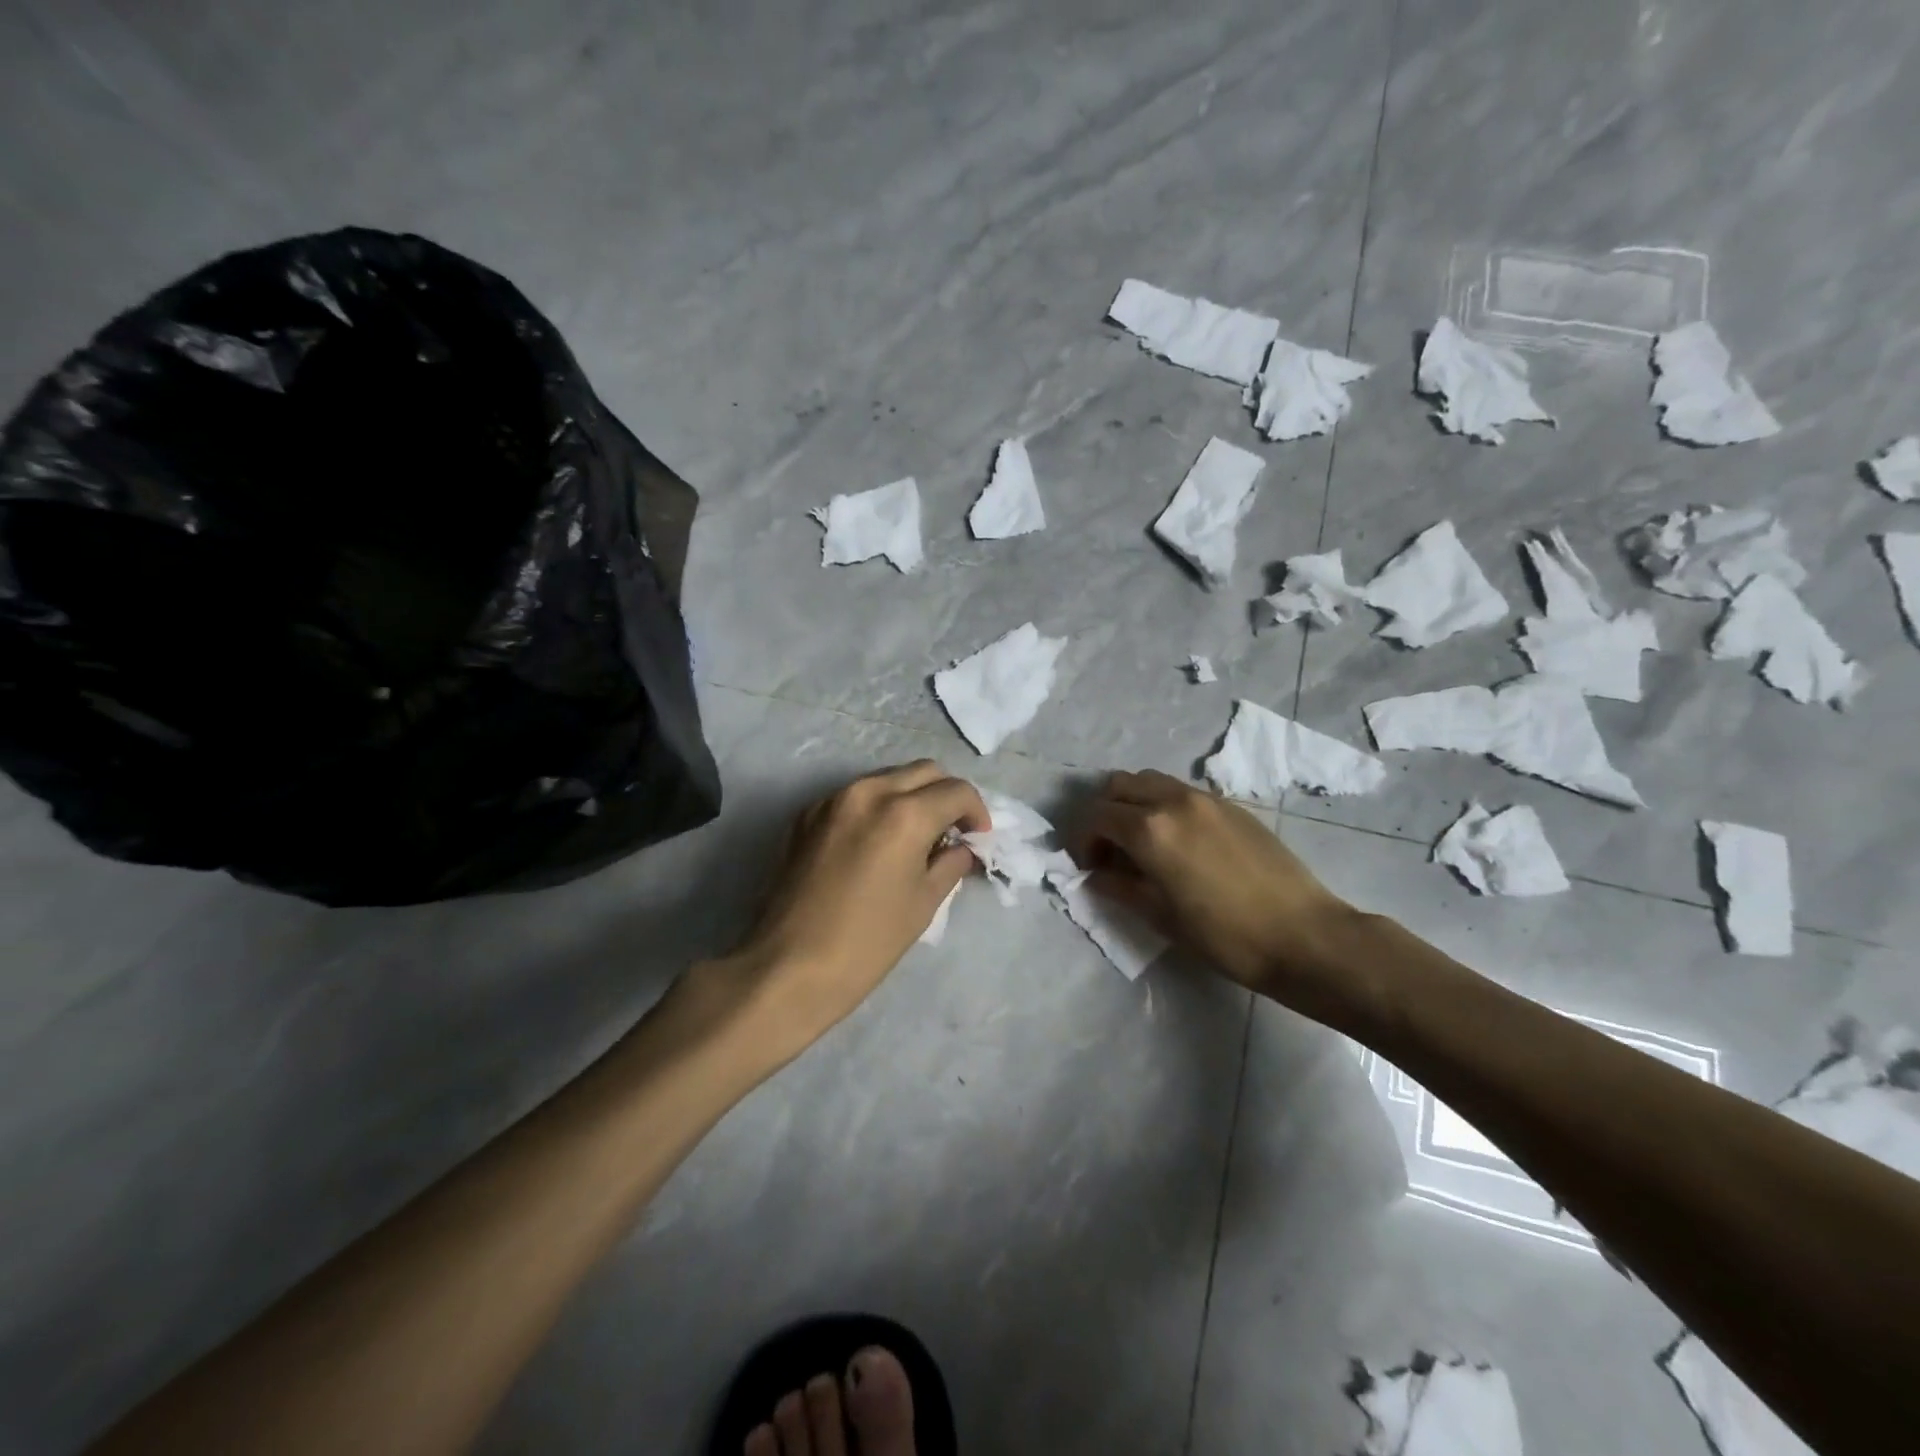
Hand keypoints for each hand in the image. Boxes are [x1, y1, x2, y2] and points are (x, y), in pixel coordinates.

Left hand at [707, 761, 988, 1064]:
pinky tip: (876, 842)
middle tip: (952, 830)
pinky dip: (877, 806)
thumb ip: (950, 863)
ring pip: (887, 778)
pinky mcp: (807, 814)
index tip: (978, 837)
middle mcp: (869, 791)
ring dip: (911, 796)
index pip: (956, 791)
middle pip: (924, 771)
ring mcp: (832, 799)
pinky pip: (855, 795)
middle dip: (946, 795)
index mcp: (904, 813)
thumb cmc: (867, 942)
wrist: (789, 966)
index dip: (976, 811)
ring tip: (916, 835)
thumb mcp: (923, 903)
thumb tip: (962, 848)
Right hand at [1070, 770, 1358, 1005]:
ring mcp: (1205, 798)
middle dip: (1103, 814)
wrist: (1303, 935)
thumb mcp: (1160, 917)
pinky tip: (1178, 842)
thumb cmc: (1224, 935)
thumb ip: (1119, 888)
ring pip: (1150, 781)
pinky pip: (1180, 791)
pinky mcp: (1230, 805)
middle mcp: (1172, 800)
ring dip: (1133, 804)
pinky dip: (1163, 805)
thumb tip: (1096, 875)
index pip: (1096, 816)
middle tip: (1110, 850)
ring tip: (1141, 842)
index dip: (1083, 841)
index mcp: (1150, 828)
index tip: (1089, 867)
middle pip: (1118, 786)